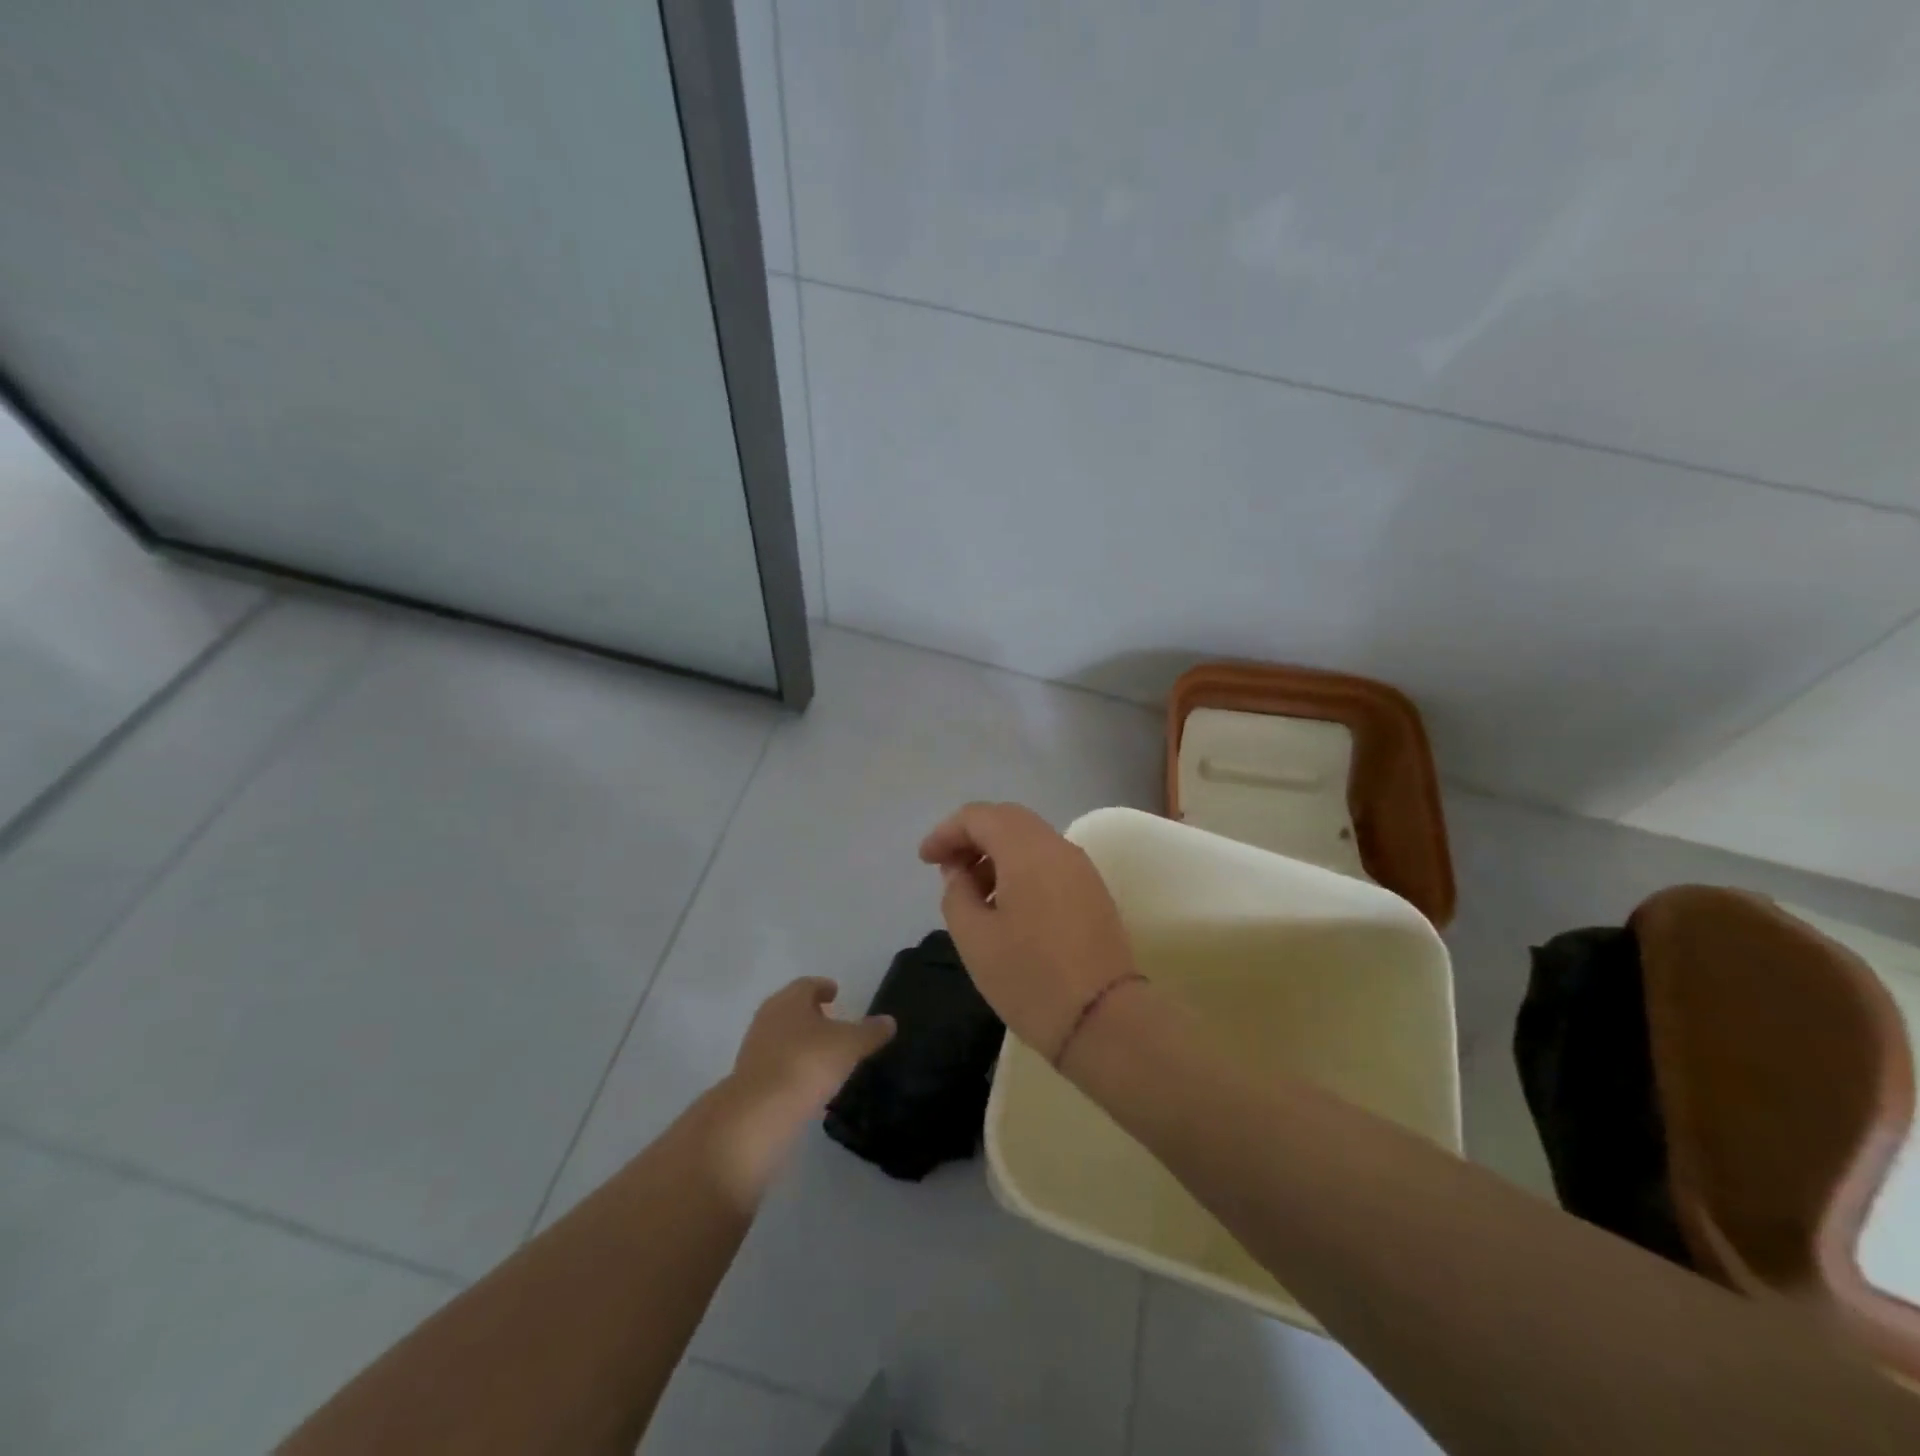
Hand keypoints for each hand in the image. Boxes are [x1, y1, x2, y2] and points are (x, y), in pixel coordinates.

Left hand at [729, 977, 894, 1116]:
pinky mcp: (749, 1078)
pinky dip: (792, 1064)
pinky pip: (776, 1062)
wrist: (758, 1113)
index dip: (823, 987)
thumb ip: (870, 1032)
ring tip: (823, 1053)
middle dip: (811, 1013)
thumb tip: (889, 1021)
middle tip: (832, 1021)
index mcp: (790, 1000)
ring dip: (800, 1039)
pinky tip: (807, 1080)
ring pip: (782, 1035)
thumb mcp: (849, 1045)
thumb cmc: (807, 1063)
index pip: (808, 984)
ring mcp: (755, 1048)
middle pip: (791, 1008)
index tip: (835, 992)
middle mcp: (768, 1017)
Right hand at [919, 802, 1138, 1056]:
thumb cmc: (1030, 978)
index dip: (946, 832)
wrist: (1104, 1020)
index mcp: (1027, 851)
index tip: (925, 860)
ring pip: (1031, 839)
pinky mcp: (1092, 890)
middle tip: (947, 868)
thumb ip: (957, 894)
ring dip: (997, 852)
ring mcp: (1081, 868)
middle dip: (972, 836)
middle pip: (1008, 819)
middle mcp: (1058, 847)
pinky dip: (1020, 867)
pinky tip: (1006, 904)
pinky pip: (1049, 861)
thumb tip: (960, 872)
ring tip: (974, 891)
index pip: (979, 816)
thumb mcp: (975, 939)